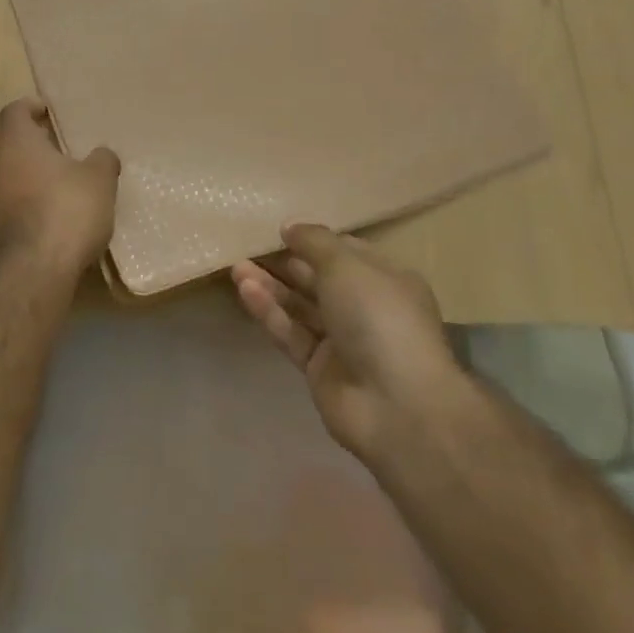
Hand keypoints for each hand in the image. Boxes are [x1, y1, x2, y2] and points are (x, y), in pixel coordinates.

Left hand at [0, 99, 119, 281]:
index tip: (48, 112)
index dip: (31, 107)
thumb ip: (101, 160)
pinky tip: (54, 222)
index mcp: (15, 144)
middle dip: (35, 148)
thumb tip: (101, 155)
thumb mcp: (99, 180)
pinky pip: (10, 210)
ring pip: (8, 180)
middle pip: (10, 147)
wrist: (34, 272)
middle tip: (63, 154)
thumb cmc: (66, 210)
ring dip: (30, 181)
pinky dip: (28, 209)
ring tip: (62, 190)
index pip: (14, 112)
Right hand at [231, 225, 462, 464]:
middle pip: (318, 279)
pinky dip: (270, 312)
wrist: (397, 407)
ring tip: (236, 266)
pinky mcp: (320, 369)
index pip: (346, 251)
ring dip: (270, 286)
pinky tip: (246, 291)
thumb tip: (289, 226)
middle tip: (247, 245)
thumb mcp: (346, 265)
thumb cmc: (379, 318)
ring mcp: (344, 341)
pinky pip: (292, 333)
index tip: (279, 229)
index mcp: (386, 279)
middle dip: (285, 262)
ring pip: (300, 306)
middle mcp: (366, 308)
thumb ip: (313, 241)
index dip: (314, 239)